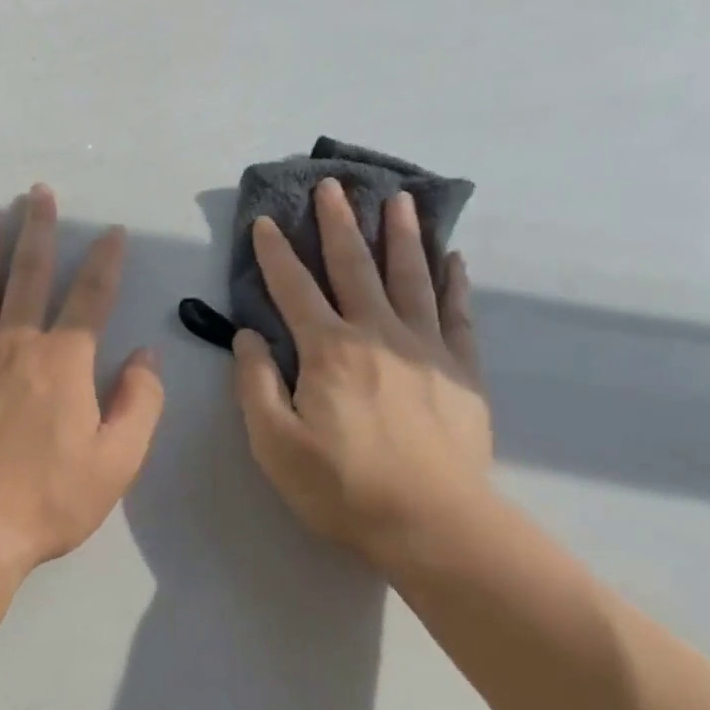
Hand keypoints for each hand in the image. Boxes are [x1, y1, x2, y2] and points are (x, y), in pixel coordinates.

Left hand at [0, 186, 164, 575]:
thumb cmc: (48, 501)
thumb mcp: (118, 461)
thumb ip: (140, 403)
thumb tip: (146, 355)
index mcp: (64, 363)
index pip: (91, 298)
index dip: (105, 261)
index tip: (111, 231)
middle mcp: (15, 345)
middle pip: (29, 275)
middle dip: (38, 229)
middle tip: (38, 191)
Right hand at [233, 178, 492, 571]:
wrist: (433, 524)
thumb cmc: (343, 488)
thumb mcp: (275, 443)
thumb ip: (256, 384)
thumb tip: (248, 336)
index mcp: (328, 350)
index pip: (294, 289)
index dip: (276, 253)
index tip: (266, 221)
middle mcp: (376, 334)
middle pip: (354, 266)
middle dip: (339, 224)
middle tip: (333, 186)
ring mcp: (425, 348)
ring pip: (410, 277)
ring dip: (401, 235)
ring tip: (399, 199)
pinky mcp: (461, 369)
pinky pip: (458, 313)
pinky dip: (453, 282)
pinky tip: (452, 258)